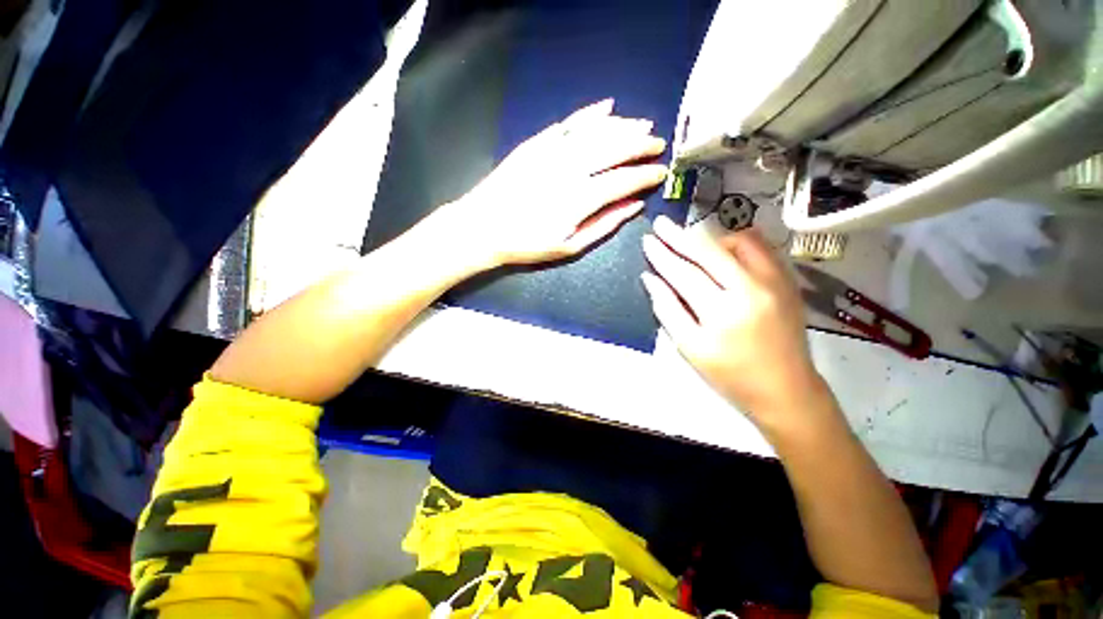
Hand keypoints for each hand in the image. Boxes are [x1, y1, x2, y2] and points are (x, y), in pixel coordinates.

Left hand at [429, 99, 667, 266]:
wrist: (484, 227)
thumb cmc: (528, 243)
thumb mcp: (569, 246)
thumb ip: (604, 225)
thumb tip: (635, 206)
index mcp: (581, 198)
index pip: (623, 180)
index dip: (646, 175)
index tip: (661, 172)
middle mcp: (572, 168)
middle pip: (614, 148)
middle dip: (641, 145)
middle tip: (658, 143)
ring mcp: (553, 151)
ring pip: (596, 131)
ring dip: (623, 126)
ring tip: (641, 125)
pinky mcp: (537, 142)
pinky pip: (569, 122)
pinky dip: (590, 114)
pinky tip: (606, 107)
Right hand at [641, 216, 831, 429]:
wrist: (786, 390)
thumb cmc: (730, 375)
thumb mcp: (689, 347)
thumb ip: (667, 309)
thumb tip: (650, 279)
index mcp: (723, 312)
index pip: (684, 273)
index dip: (662, 256)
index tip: (647, 241)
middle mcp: (752, 288)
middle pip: (709, 251)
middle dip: (680, 236)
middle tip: (661, 224)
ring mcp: (775, 281)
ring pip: (738, 241)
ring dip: (709, 239)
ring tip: (691, 244)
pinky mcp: (788, 280)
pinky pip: (760, 248)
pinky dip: (737, 242)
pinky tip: (722, 250)